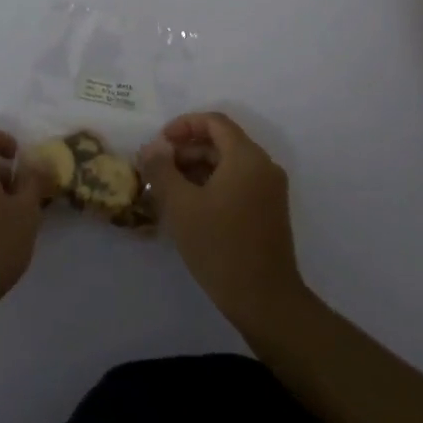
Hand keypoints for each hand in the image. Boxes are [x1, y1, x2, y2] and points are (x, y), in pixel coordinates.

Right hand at [140, 112, 308, 332]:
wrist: (264, 299)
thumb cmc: (219, 246)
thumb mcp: (181, 205)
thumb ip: (162, 169)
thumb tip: (152, 146)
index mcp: (247, 157)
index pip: (214, 122)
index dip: (183, 125)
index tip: (158, 144)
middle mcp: (263, 166)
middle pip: (221, 142)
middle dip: (186, 150)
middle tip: (157, 170)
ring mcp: (269, 190)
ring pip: (228, 165)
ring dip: (196, 169)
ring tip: (166, 190)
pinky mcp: (269, 211)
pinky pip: (237, 183)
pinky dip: (212, 185)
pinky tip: (189, 207)